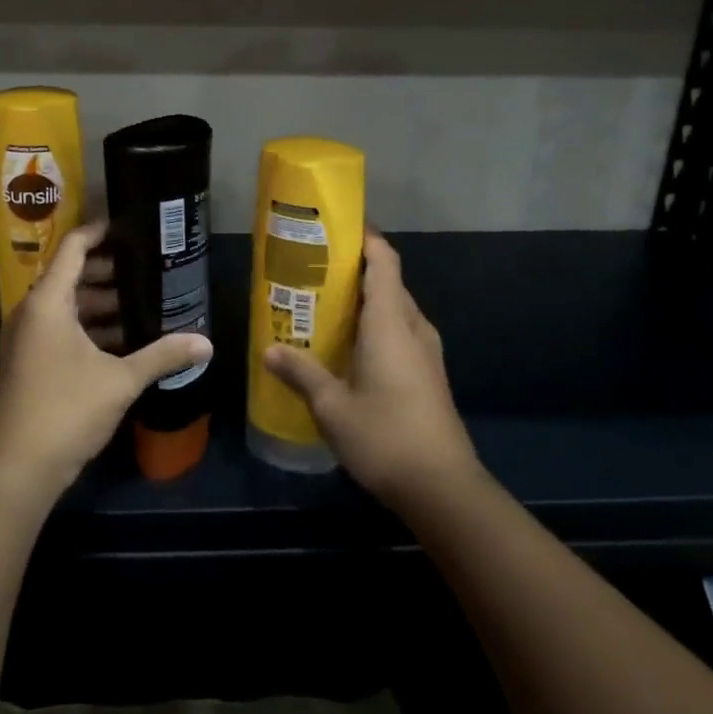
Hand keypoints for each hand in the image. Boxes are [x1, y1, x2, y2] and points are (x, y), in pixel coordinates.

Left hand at [0, 222, 211, 499]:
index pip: (74, 247)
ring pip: (68, 306)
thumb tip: (207, 343)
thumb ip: (162, 355)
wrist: (16, 469)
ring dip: (101, 303)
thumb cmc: (66, 410)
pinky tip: (124, 340)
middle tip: (148, 267)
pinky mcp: (29, 362)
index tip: (131, 226)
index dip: (100, 231)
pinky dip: (90, 327)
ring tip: (143, 303)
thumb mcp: (120, 380)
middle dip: (109, 270)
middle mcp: (32, 312)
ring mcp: (28, 339)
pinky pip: (62, 329)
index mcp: (48, 302)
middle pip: (71, 274)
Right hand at [264, 230, 478, 509]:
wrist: (443, 488)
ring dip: (365, 299)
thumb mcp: (332, 405)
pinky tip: (348, 346)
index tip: (337, 225)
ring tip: (325, 303)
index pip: (384, 261)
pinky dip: (375, 325)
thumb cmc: (385, 436)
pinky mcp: (429, 374)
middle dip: (356, 268)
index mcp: (391, 322)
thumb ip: (301, 372)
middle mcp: (413, 327)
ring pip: (395, 308)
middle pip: (389, 281)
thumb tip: (269, 350)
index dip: (366, 237)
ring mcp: (426, 352)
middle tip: (314, 267)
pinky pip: (400, 332)